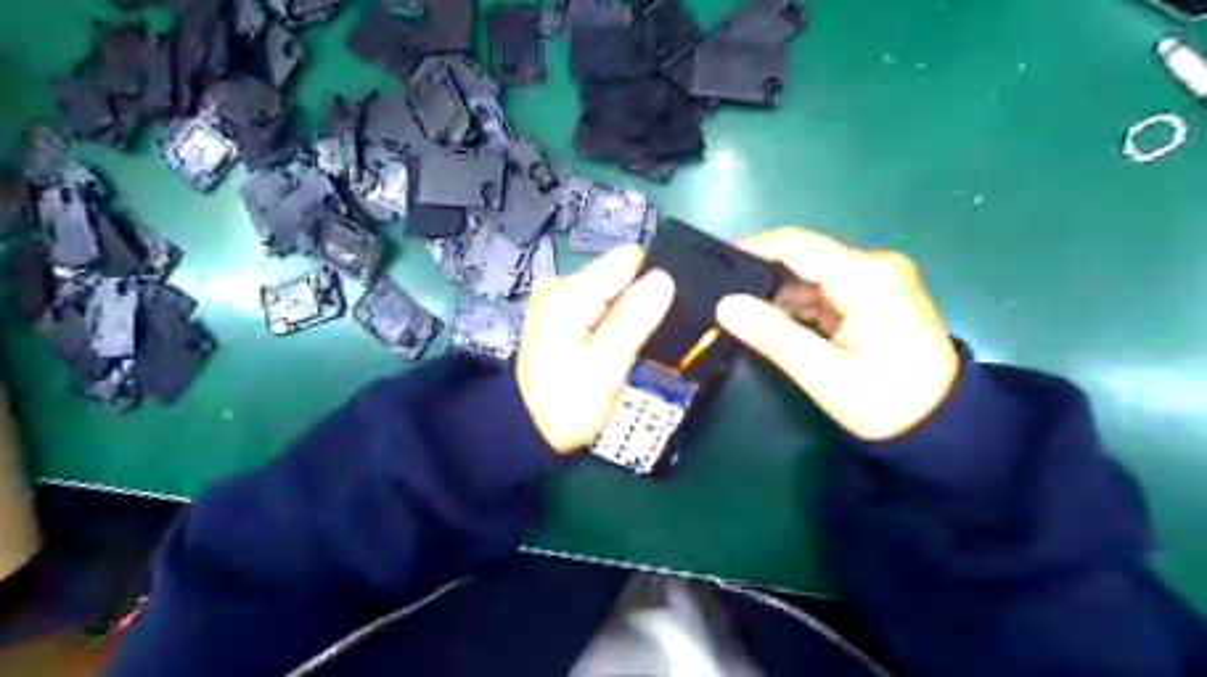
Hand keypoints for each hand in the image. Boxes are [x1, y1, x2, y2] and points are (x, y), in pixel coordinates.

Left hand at [517, 247, 674, 451]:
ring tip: (633, 347)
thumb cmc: (568, 405)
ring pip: (614, 291)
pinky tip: (616, 346)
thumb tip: (664, 278)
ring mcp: (559, 299)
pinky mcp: (563, 313)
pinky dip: (615, 321)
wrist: (529, 430)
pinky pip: (602, 304)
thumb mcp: (605, 368)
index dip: (652, 283)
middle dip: (640, 302)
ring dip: (629, 314)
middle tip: (645, 341)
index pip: (628, 261)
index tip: (662, 316)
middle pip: (620, 275)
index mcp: (569, 294)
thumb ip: (633, 320)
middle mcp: (562, 286)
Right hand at [714, 226, 962, 437]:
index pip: (796, 245)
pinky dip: (800, 308)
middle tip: (724, 302)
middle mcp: (874, 266)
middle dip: (763, 280)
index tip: (714, 263)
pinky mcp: (876, 296)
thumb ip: (772, 334)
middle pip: (803, 259)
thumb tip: (724, 305)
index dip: (752, 249)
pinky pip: (826, 292)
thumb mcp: (822, 372)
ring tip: (745, 319)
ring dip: (780, 298)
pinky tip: (779, 327)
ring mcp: (878, 280)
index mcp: (865, 276)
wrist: (942, 427)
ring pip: (811, 278)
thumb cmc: (885, 401)